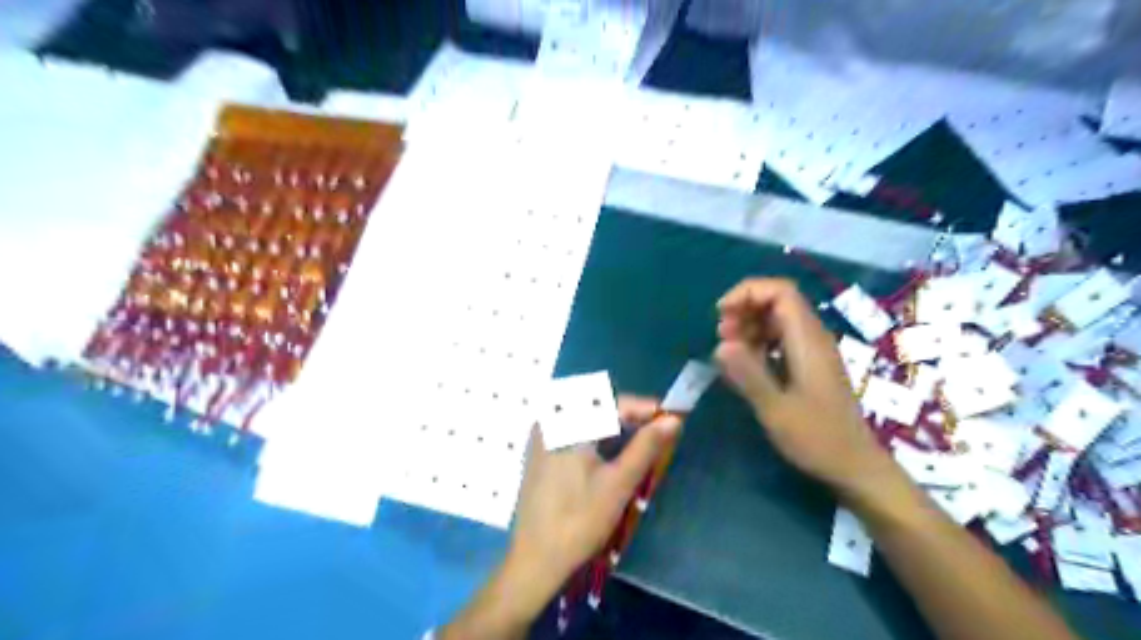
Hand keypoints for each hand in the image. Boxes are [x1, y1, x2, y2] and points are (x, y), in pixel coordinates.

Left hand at [508, 397, 675, 593]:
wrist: (537, 558)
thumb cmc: (580, 520)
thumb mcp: (619, 482)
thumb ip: (646, 447)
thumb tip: (673, 420)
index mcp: (567, 424)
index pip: (612, 403)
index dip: (643, 408)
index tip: (670, 417)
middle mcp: (550, 422)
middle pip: (597, 406)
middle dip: (629, 415)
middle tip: (657, 430)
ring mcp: (542, 436)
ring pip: (586, 418)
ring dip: (613, 425)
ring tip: (640, 441)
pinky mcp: (540, 452)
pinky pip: (573, 430)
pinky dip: (596, 435)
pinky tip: (612, 451)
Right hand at [711, 278, 890, 492]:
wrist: (856, 467)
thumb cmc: (817, 439)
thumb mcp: (776, 410)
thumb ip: (749, 374)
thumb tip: (720, 344)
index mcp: (807, 341)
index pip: (781, 292)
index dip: (748, 292)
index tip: (721, 314)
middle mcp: (812, 338)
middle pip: (778, 301)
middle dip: (744, 309)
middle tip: (721, 335)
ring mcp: (812, 352)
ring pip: (777, 320)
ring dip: (748, 326)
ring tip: (728, 349)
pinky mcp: (809, 366)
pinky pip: (781, 339)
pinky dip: (758, 342)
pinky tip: (745, 364)